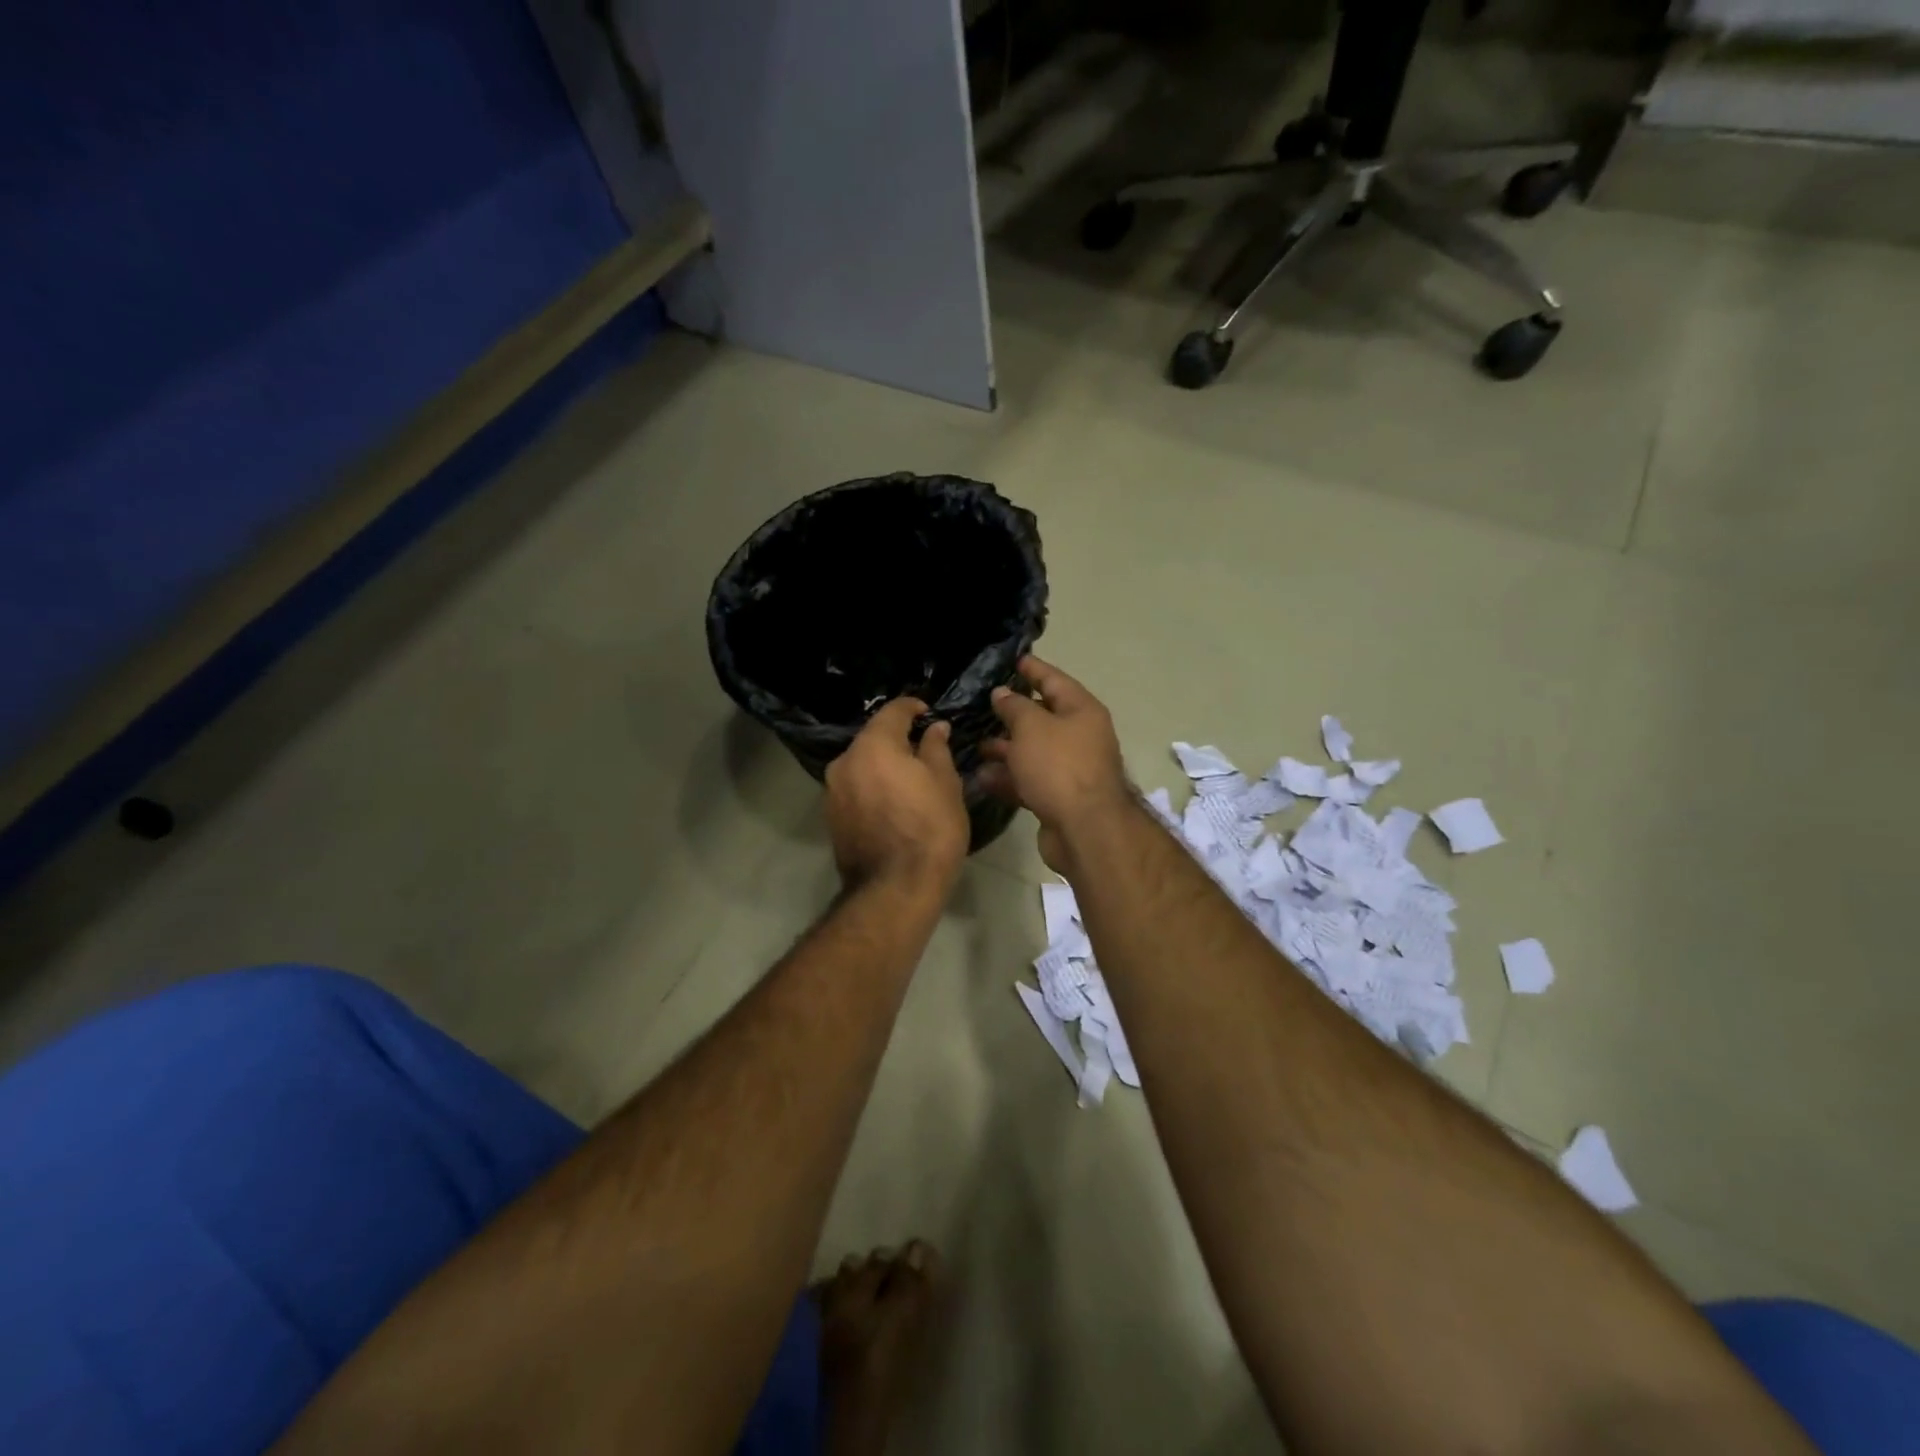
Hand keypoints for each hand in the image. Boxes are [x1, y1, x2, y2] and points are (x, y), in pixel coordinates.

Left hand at [824, 699, 968, 897]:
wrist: (894, 889)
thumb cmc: (930, 830)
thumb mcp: (945, 783)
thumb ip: (936, 748)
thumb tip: (934, 728)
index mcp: (873, 745)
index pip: (892, 711)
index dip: (913, 707)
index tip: (929, 713)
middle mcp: (845, 761)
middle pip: (873, 738)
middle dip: (897, 740)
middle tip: (925, 751)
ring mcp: (833, 790)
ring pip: (862, 765)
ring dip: (883, 765)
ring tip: (910, 780)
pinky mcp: (831, 817)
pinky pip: (855, 788)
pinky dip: (873, 787)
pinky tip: (893, 804)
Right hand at [981, 657, 1133, 872]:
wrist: (1085, 829)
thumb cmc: (1059, 766)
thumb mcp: (1031, 727)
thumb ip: (1013, 707)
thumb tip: (1002, 693)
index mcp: (1082, 711)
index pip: (1054, 680)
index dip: (1034, 669)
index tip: (1014, 660)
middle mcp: (1080, 737)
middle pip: (1044, 718)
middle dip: (1014, 713)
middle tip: (985, 704)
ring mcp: (1071, 770)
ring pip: (1034, 752)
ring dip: (1006, 748)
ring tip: (977, 744)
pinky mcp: (1059, 798)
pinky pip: (1030, 780)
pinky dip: (1009, 778)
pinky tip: (982, 777)